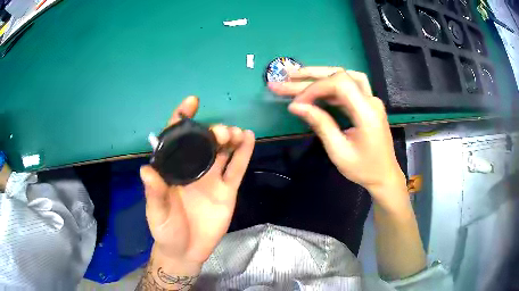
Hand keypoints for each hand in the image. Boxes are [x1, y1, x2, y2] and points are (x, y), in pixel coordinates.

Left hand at [140, 96, 254, 271]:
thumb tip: (146, 169)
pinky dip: (244, 153)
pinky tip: (250, 138)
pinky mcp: (227, 190)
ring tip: (237, 133)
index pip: (176, 138)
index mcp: (173, 170)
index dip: (182, 119)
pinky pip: (237, 169)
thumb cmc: (167, 231)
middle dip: (213, 132)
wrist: (187, 251)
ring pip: (223, 152)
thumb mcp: (157, 214)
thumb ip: (154, 193)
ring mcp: (212, 179)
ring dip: (230, 138)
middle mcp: (193, 169)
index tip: (191, 103)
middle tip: (221, 133)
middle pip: (204, 142)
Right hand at [269, 67, 405, 206]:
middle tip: (286, 76)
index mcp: (367, 113)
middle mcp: (371, 100)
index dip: (315, 88)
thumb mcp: (339, 151)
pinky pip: (348, 87)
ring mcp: (371, 100)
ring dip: (320, 75)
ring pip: (344, 77)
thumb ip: (320, 124)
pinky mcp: (367, 104)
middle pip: (340, 76)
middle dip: (311, 76)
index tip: (296, 102)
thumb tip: (295, 106)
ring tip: (297, 76)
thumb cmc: (363, 169)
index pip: (339, 84)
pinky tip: (315, 89)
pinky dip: (329, 86)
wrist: (384, 175)